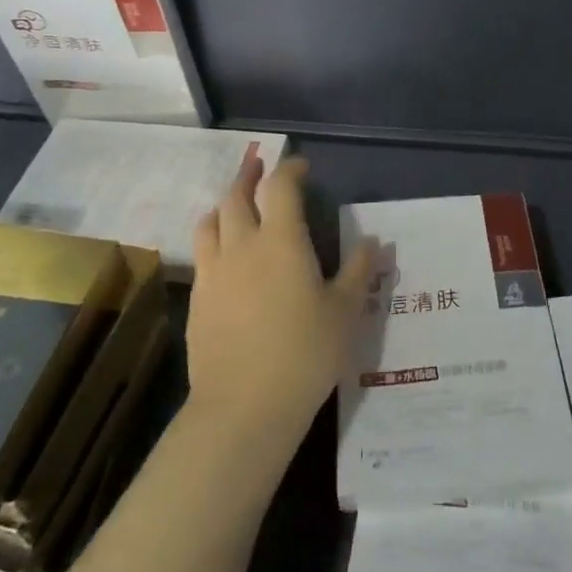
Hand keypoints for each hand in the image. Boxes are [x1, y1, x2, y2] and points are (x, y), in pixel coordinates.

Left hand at [186, 155, 376, 450]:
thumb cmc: (305, 353)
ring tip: (235, 206)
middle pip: (237, 197)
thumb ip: (359, 271)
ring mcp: (214, 272)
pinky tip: (224, 256)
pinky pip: (201, 255)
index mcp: (282, 241)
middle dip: (249, 177)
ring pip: (210, 222)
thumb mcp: (345, 312)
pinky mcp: (197, 299)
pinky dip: (212, 239)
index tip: (301, 166)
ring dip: (224, 205)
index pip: (281, 188)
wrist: (244, 406)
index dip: (290, 170)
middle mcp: (242, 246)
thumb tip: (374, 242)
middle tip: (259, 169)